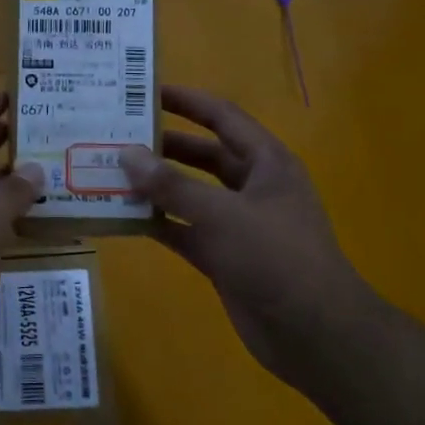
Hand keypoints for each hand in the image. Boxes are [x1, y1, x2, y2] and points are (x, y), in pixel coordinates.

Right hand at [120, 85, 370, 385]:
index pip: (223, 118)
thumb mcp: (222, 215)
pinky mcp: (223, 256)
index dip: (187, 101)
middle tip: (118, 135)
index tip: (146, 90)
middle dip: (164, 146)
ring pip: (190, 194)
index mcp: (266, 163)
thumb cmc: (275, 258)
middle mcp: (252, 187)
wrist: (313, 333)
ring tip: (111, 173)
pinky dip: (158, 224)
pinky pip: (184, 230)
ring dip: (156, 186)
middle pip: (203, 155)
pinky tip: (123, 217)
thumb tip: (127, 154)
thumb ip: (172, 185)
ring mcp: (237, 224)